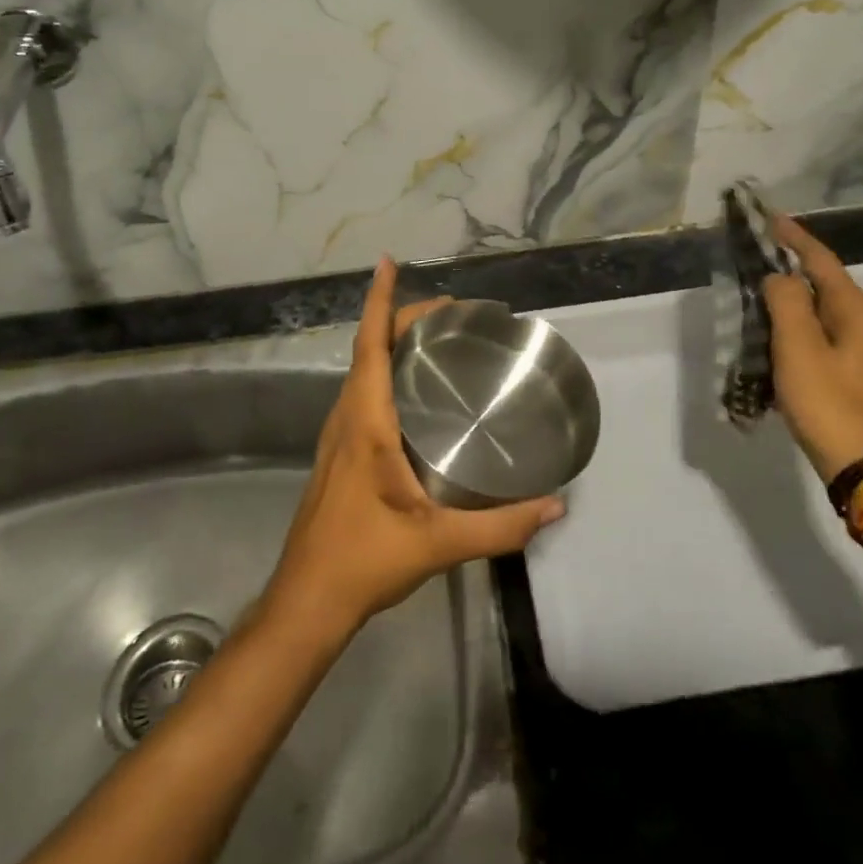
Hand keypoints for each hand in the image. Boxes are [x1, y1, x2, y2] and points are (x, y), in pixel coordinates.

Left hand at [263, 257, 565, 641]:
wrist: (307, 601)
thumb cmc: (364, 560)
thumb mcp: (438, 543)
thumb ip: (500, 526)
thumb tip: (556, 505)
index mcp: (365, 422)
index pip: (371, 345)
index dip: (380, 301)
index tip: (389, 262)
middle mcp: (346, 418)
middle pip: (370, 350)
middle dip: (403, 318)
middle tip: (452, 311)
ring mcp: (338, 437)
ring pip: (363, 372)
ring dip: (392, 344)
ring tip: (437, 340)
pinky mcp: (340, 454)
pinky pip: (363, 395)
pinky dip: (386, 373)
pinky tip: (414, 394)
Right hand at [761, 215, 862, 483]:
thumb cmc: (831, 403)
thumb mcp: (800, 348)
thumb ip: (786, 302)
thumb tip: (777, 277)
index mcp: (854, 309)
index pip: (819, 259)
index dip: (792, 236)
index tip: (766, 216)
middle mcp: (861, 322)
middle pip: (818, 281)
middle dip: (785, 264)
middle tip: (750, 252)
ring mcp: (858, 349)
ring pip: (814, 309)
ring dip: (783, 297)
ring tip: (749, 289)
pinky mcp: (847, 372)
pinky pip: (813, 335)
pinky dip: (788, 326)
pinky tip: (765, 333)